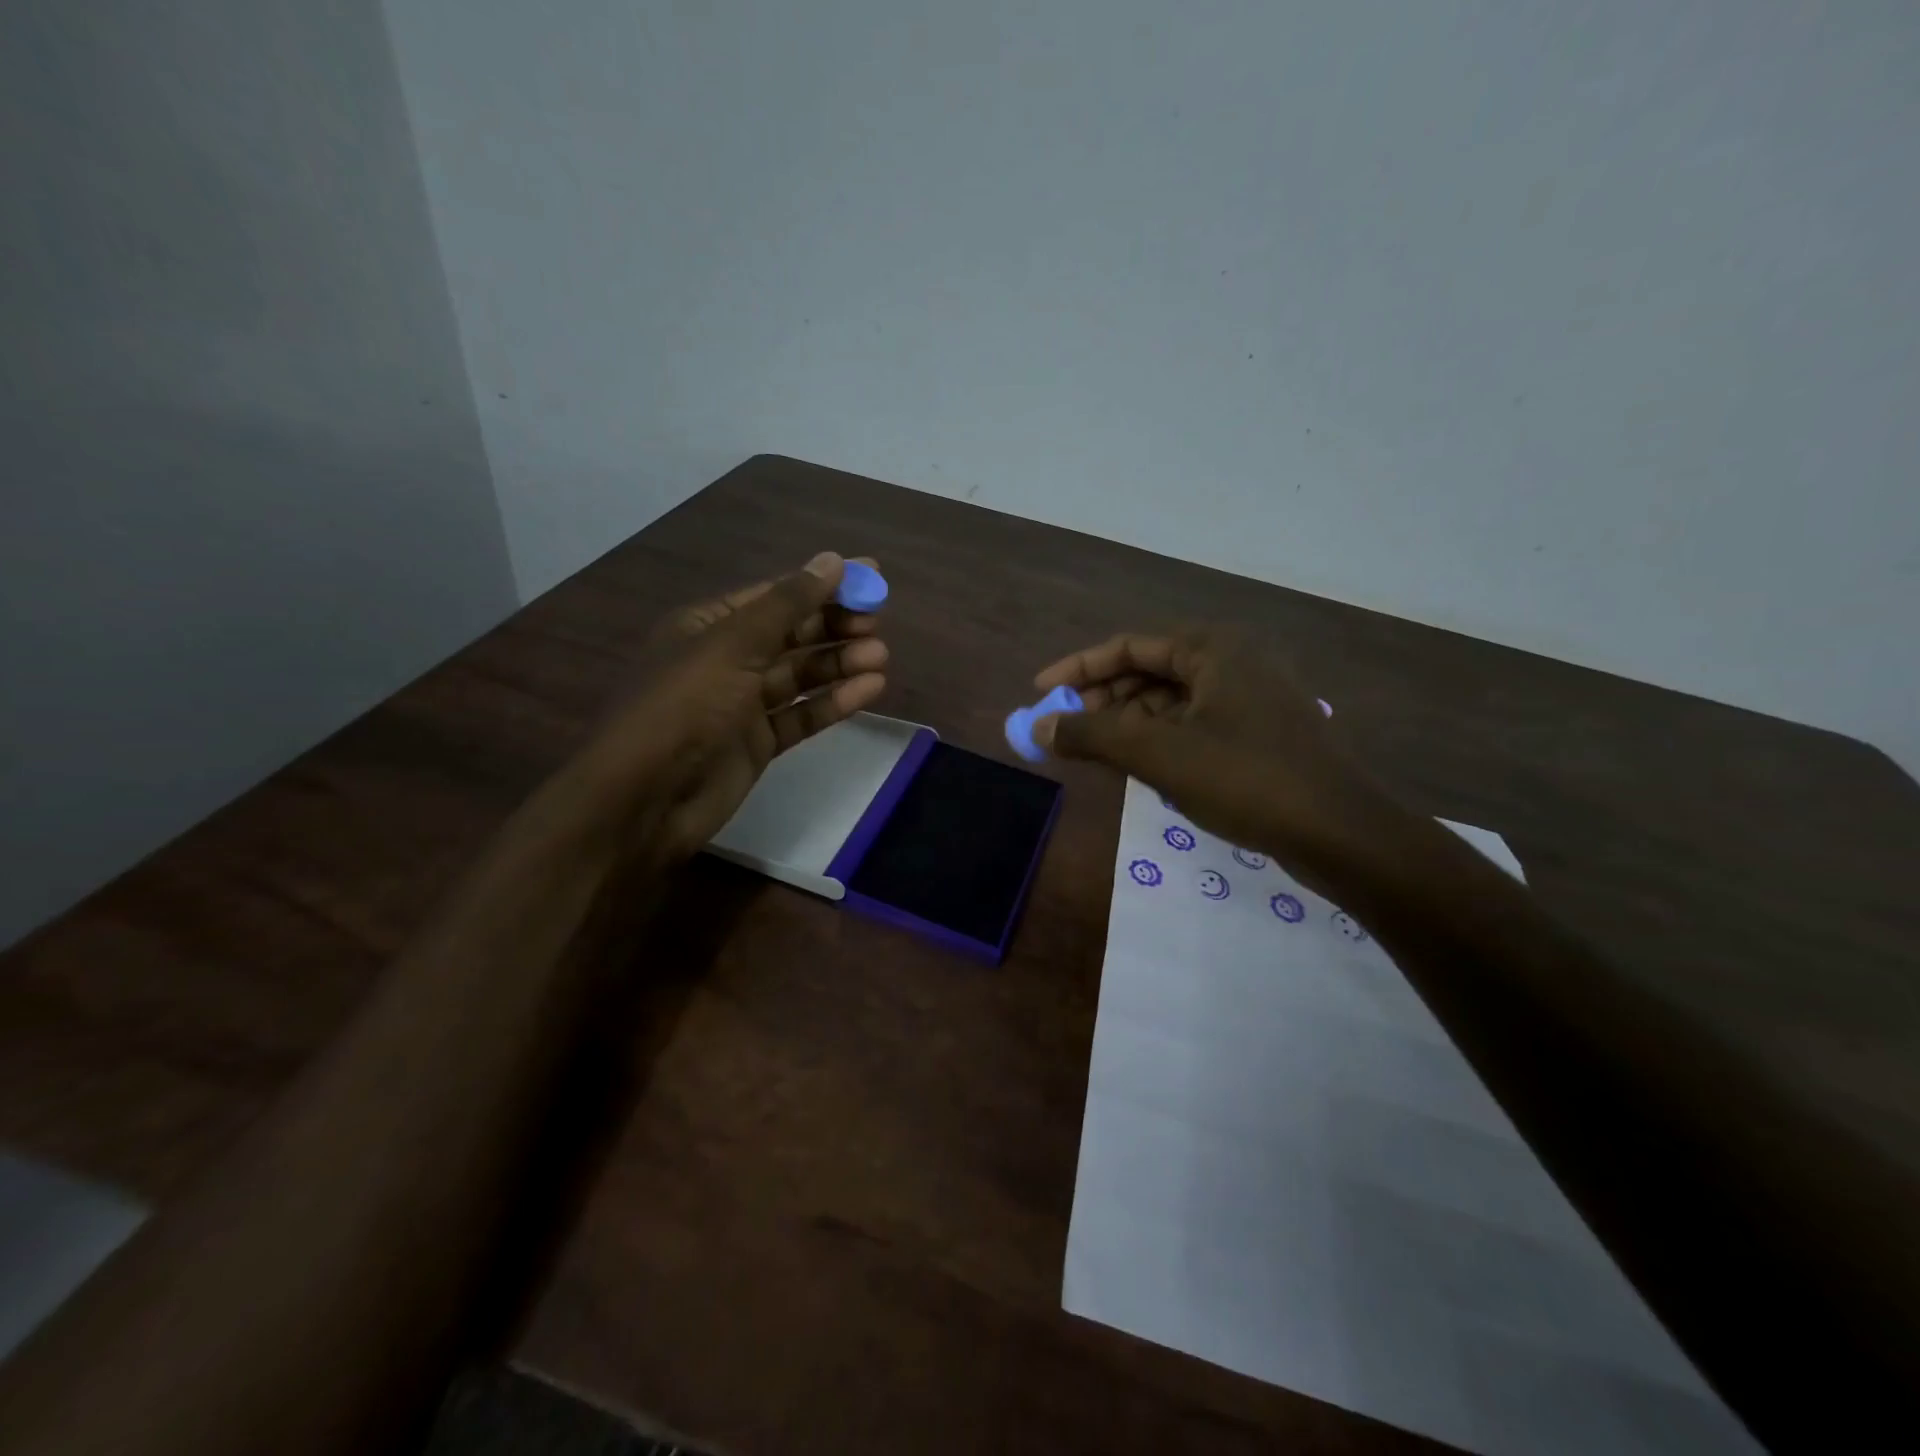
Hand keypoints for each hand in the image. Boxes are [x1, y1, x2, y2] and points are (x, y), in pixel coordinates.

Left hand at [531, 552, 888, 869]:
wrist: (644, 800)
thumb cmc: (683, 708)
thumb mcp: (733, 646)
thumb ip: (786, 605)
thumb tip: (832, 560)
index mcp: (708, 625)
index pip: (776, 596)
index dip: (824, 585)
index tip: (873, 577)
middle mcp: (726, 660)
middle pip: (792, 635)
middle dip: (834, 627)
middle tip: (876, 625)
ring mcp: (742, 704)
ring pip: (801, 676)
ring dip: (839, 663)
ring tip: (880, 657)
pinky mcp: (758, 743)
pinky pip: (802, 715)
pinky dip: (834, 703)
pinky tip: (869, 690)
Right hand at [1031, 626, 1398, 871]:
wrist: (1344, 834)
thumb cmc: (1247, 779)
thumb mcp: (1159, 755)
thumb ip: (1093, 735)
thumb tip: (1036, 727)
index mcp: (1213, 648)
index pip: (1128, 646)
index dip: (1078, 668)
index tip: (1040, 692)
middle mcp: (1234, 661)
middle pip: (1150, 671)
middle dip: (1103, 699)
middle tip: (1066, 730)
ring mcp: (1253, 698)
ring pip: (1172, 701)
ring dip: (1130, 723)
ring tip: (1098, 754)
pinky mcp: (1262, 732)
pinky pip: (1196, 724)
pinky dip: (1162, 740)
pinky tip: (1143, 768)